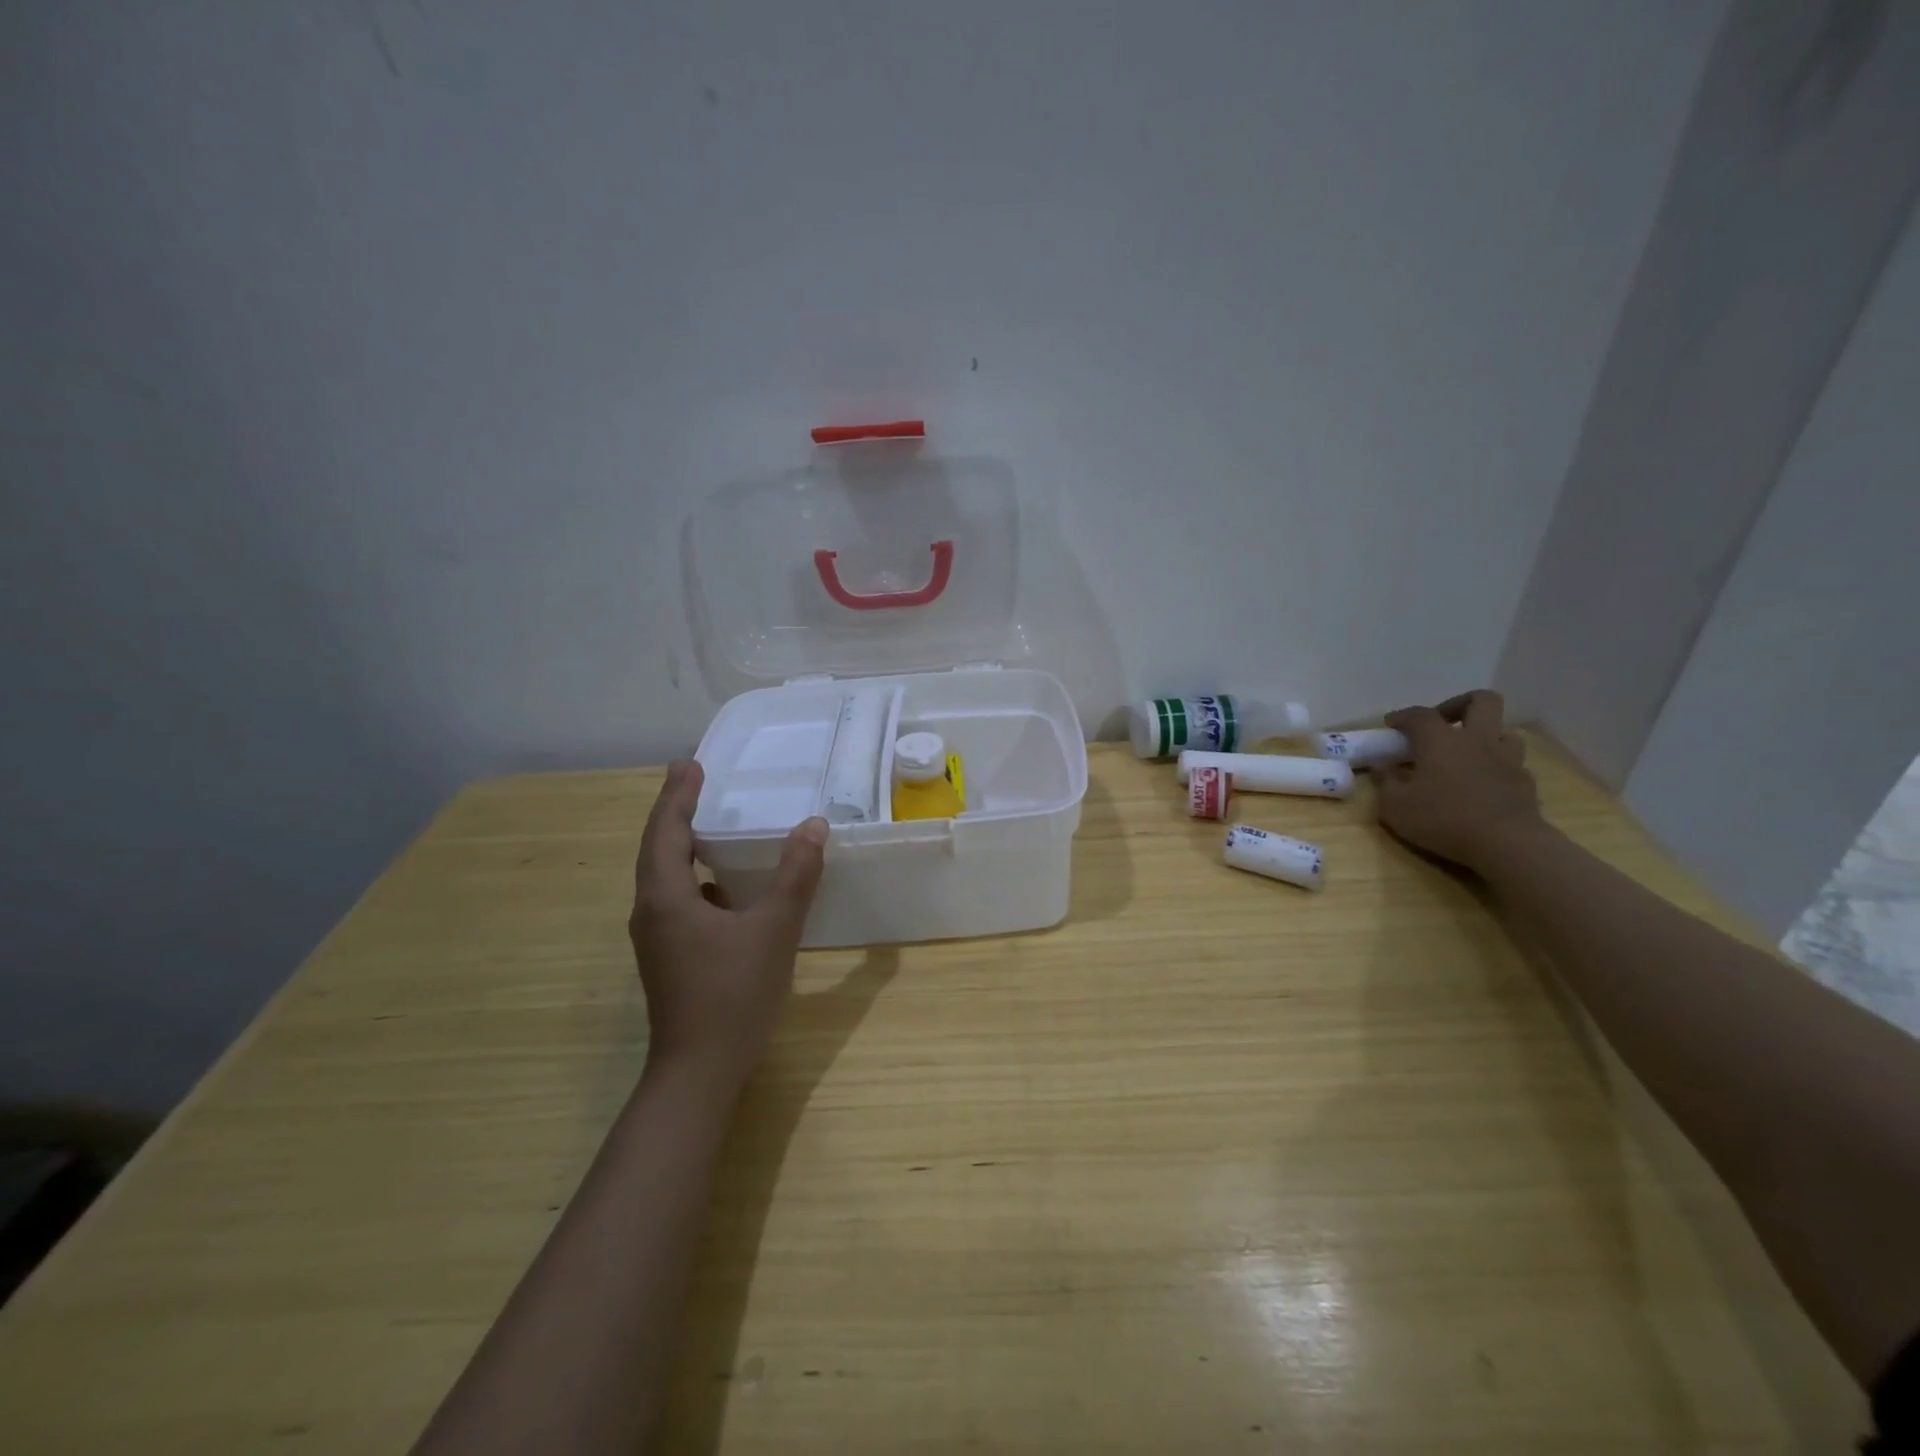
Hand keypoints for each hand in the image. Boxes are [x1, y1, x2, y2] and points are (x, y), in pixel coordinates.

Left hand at [628, 760, 828, 1091]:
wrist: (699, 1074)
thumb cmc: (733, 995)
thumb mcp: (774, 930)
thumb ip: (795, 876)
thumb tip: (813, 826)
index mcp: (666, 898)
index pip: (666, 831)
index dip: (678, 795)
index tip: (690, 764)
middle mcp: (651, 912)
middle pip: (658, 850)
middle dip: (676, 813)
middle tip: (696, 782)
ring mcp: (657, 939)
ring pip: (667, 879)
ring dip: (684, 847)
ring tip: (712, 826)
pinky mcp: (670, 958)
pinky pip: (679, 902)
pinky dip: (698, 880)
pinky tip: (728, 887)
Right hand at [1376, 690, 1546, 873]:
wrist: (1506, 844)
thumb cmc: (1443, 819)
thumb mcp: (1395, 806)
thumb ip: (1386, 782)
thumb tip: (1382, 766)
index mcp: (1440, 740)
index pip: (1420, 714)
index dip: (1403, 716)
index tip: (1391, 724)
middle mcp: (1477, 740)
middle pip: (1481, 700)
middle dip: (1459, 704)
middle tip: (1442, 723)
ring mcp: (1507, 759)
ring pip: (1503, 730)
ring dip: (1484, 735)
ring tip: (1466, 753)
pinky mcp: (1525, 781)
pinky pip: (1511, 761)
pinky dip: (1496, 764)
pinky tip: (1483, 782)